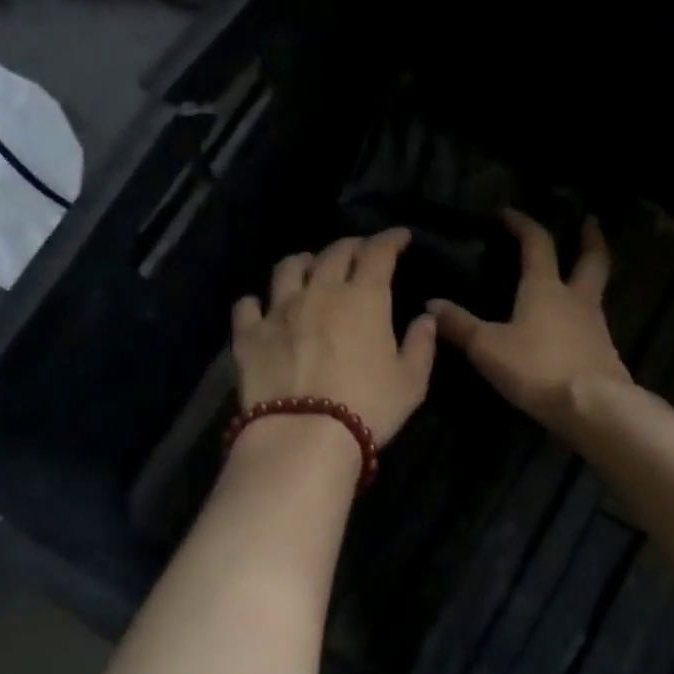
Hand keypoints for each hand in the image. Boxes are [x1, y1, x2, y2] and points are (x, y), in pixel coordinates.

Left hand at [232, 229, 437, 447]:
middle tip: (360, 252)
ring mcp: (279, 310)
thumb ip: (421, 344)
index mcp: (364, 298)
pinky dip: (257, 302)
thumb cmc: (369, 407)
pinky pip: (247, 305)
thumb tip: (426, 317)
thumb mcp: (411, 381)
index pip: (379, 252)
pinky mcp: (249, 334)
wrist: (305, 436)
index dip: (390, 239)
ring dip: (305, 262)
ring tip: (310, 268)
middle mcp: (320, 292)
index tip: (399, 237)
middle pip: (334, 253)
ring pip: (289, 268)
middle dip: (351, 246)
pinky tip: (261, 307)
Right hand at [429, 210, 630, 433]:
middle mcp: (576, 299)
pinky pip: (594, 322)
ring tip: (580, 273)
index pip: (537, 243)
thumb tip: (431, 304)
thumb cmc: (536, 368)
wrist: (592, 406)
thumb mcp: (487, 348)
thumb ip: (460, 325)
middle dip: (590, 238)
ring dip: (590, 275)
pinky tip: (575, 326)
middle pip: (591, 259)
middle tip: (590, 221)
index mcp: (545, 287)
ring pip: (596, 290)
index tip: (509, 213)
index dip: (522, 224)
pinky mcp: (604, 353)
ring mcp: (595, 325)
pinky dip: (585, 314)